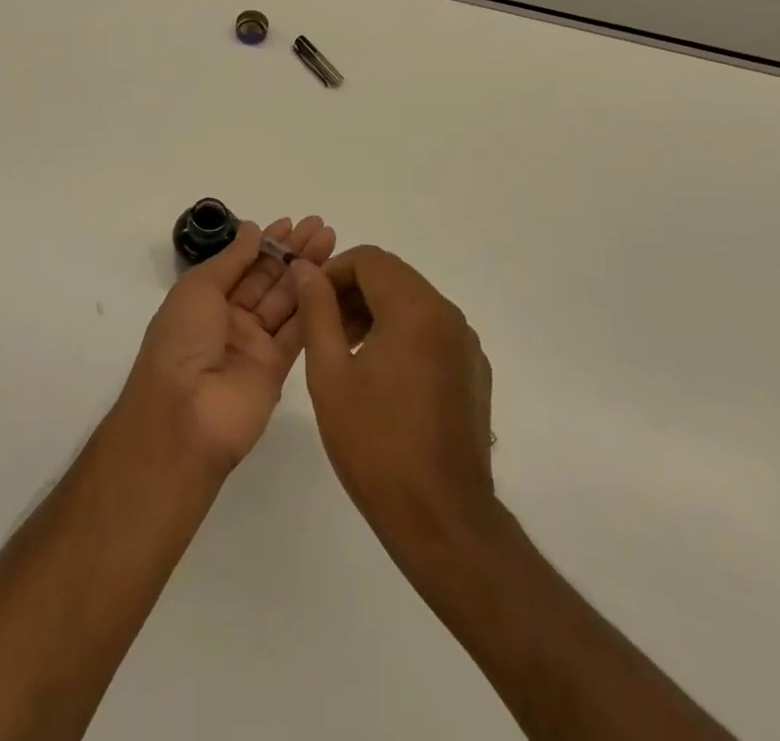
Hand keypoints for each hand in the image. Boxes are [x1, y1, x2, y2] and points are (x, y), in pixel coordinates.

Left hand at [123, 216, 335, 472]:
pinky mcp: (277, 369)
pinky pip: (298, 331)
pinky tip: (330, 280)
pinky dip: (314, 306)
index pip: (243, 263)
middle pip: (268, 279)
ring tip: (332, 243)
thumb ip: (232, 259)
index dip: (266, 242)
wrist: (183, 417)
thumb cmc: (181, 342)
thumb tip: (253, 229)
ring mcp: (254, 345)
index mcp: (206, 300)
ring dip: (308, 272)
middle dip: (293, 252)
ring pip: (287, 300)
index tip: (293, 222)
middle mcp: (231, 319)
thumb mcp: (199, 289)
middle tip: (322, 227)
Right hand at [293, 247, 496, 547]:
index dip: (333, 272)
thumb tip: (305, 269)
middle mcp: (448, 315)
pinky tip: (381, 380)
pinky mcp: (473, 372)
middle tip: (322, 329)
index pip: (369, 259)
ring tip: (345, 354)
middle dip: (352, 292)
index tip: (309, 303)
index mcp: (416, 308)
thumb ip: (317, 311)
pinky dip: (401, 336)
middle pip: (393, 278)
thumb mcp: (330, 373)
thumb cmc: (376, 444)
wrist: (442, 520)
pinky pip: (432, 332)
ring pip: (412, 304)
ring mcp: (466, 344)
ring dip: (375, 313)